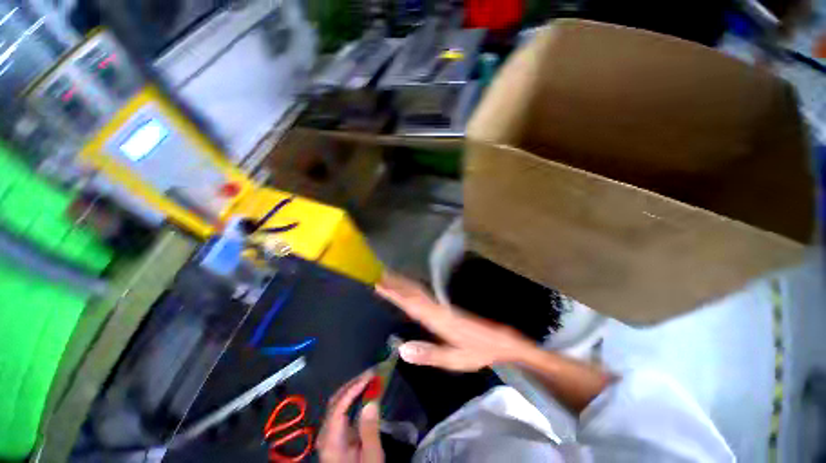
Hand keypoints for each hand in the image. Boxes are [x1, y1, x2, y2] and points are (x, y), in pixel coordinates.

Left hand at [317, 370, 383, 462]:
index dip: (353, 389)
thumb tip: (372, 402)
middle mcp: (325, 434)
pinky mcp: (334, 433)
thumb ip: (370, 430)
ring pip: (337, 402)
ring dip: (353, 387)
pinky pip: (341, 408)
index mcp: (331, 441)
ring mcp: (328, 433)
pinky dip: (353, 396)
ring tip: (370, 377)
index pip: (338, 407)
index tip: (369, 377)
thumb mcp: (371, 456)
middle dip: (354, 383)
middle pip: (336, 401)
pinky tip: (364, 391)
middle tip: (372, 372)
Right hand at [375, 272, 534, 371]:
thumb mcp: (455, 359)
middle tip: (378, 275)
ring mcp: (442, 305)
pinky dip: (413, 288)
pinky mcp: (445, 307)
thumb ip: (429, 354)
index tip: (379, 284)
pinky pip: (425, 294)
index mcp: (437, 319)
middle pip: (413, 292)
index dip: (394, 293)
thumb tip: (401, 349)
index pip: (411, 303)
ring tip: (388, 276)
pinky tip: (409, 288)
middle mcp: (437, 308)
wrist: (500, 340)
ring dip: (403, 283)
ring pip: (419, 290)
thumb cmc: (477, 351)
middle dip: (395, 283)